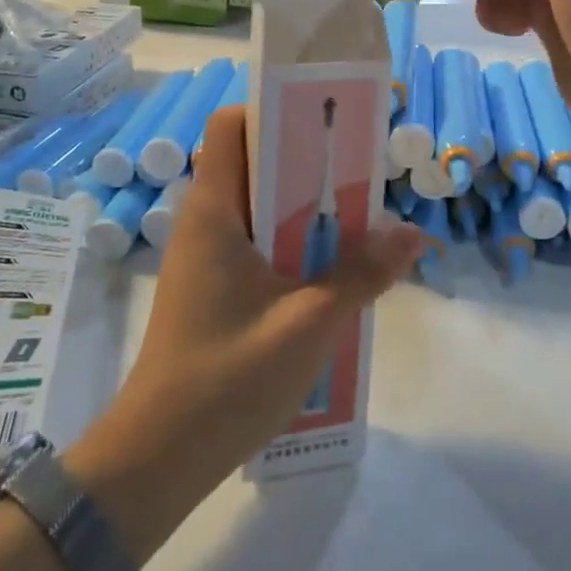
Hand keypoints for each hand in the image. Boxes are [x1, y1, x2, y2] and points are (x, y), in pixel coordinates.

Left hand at [68, 108, 419, 551]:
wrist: (157, 459)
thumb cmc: (227, 380)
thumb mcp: (309, 324)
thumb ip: (363, 274)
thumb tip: (413, 232)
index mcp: (214, 210)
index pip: (233, 124)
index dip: (277, 111)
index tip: (329, 123)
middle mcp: (204, 221)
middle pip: (253, 161)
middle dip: (307, 161)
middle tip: (360, 176)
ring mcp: (204, 256)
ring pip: (259, 206)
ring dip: (305, 208)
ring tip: (357, 222)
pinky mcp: (211, 287)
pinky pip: (256, 242)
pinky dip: (292, 242)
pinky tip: (329, 273)